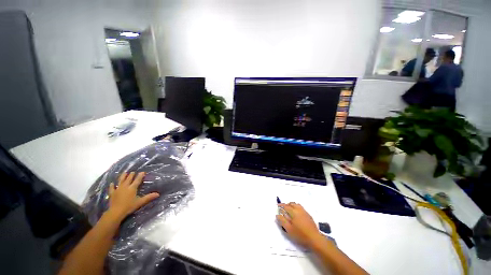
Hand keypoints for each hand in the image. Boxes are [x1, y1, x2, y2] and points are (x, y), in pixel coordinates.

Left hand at [107, 172, 158, 220]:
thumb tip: (158, 194)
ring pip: (121, 181)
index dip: (140, 175)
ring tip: (125, 173)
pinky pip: (112, 188)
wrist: (116, 212)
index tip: (142, 172)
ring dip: (123, 176)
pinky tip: (112, 183)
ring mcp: (118, 189)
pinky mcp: (112, 193)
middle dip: (131, 175)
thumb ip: (148, 197)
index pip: (137, 180)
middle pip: (129, 179)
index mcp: (132, 188)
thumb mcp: (140, 202)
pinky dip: (112, 185)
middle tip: (133, 172)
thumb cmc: (129, 206)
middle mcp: (125, 187)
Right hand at [276, 202, 323, 247]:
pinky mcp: (308, 215)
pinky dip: (296, 207)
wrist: (314, 239)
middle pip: (291, 204)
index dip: (281, 205)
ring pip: (297, 205)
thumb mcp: (289, 229)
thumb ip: (282, 221)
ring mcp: (304, 212)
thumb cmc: (300, 235)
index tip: (277, 206)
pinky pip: (301, 207)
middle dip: (286, 205)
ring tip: (289, 210)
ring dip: (292, 205)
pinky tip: (296, 213)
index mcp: (293, 212)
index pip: (285, 206)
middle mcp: (299, 209)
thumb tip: (277, 215)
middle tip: (283, 209)